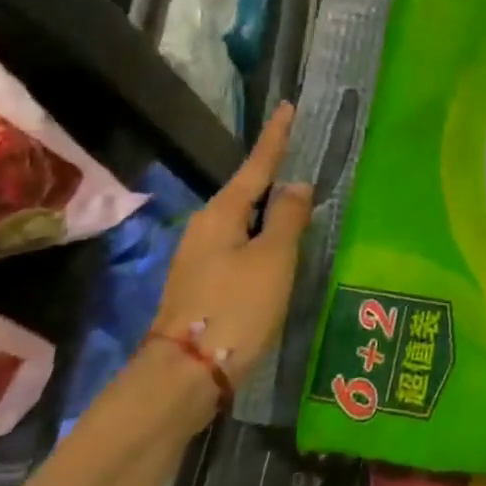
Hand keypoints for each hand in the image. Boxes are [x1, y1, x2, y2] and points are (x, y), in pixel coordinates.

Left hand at [155, 102, 314, 391]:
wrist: (184, 377)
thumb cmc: (235, 308)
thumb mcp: (272, 259)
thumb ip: (287, 217)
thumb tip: (296, 185)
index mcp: (222, 214)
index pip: (257, 165)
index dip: (275, 137)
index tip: (287, 107)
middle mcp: (205, 229)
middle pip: (246, 192)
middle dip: (272, 176)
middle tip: (302, 158)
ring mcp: (200, 259)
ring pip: (243, 223)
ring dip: (269, 211)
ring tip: (299, 203)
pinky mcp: (203, 286)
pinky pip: (240, 247)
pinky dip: (262, 239)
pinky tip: (279, 250)